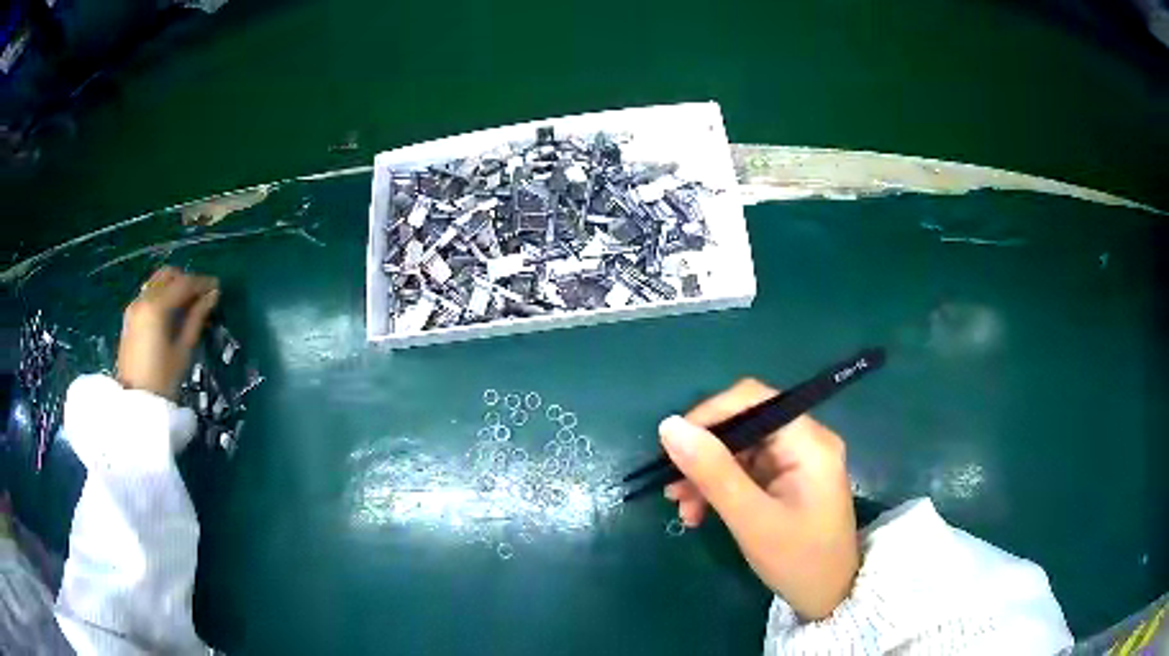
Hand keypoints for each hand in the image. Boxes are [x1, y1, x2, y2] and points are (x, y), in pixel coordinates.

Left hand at [117, 267, 218, 399]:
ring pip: (158, 282)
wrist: (136, 404)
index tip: (217, 287)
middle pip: (168, 276)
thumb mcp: (183, 350)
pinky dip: (163, 295)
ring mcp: (134, 306)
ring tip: (188, 304)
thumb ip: (197, 318)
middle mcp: (143, 299)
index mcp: (156, 307)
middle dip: (187, 280)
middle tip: (202, 296)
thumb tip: (212, 296)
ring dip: (174, 286)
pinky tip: (172, 312)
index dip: (202, 283)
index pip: (183, 284)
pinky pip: (150, 293)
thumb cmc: (163, 381)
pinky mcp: (130, 316)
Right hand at [660, 378, 858, 620]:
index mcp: (807, 441)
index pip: (752, 400)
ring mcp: (796, 461)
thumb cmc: (798, 560)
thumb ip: (713, 471)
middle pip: (743, 425)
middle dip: (703, 455)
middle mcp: (804, 441)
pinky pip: (745, 471)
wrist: (829, 597)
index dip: (708, 416)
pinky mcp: (787, 481)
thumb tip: (669, 426)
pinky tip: (700, 513)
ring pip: (739, 450)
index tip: (672, 448)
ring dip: (706, 476)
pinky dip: (720, 488)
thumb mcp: (751, 520)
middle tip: (672, 490)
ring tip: (683, 510)